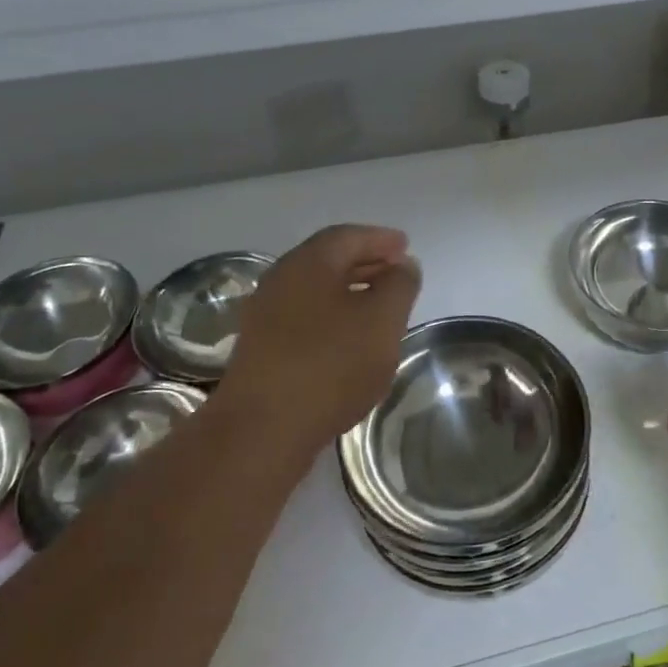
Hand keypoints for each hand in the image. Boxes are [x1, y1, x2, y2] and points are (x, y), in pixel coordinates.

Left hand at [218, 225, 420, 464]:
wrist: (262, 430)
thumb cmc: (331, 364)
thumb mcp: (383, 321)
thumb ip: (399, 286)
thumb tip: (403, 265)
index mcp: (308, 263)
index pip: (347, 237)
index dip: (380, 239)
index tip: (405, 247)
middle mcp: (281, 280)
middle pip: (329, 260)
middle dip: (366, 262)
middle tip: (396, 271)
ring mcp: (266, 316)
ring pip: (316, 291)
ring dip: (350, 291)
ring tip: (379, 306)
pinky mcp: (262, 349)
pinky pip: (304, 317)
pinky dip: (333, 316)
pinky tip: (350, 340)